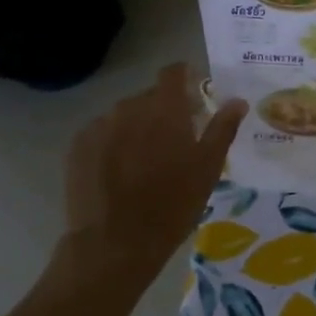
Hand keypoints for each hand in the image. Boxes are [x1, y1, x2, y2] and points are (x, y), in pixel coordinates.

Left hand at [59, 63, 245, 286]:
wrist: (115, 242)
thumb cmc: (173, 204)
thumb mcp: (208, 168)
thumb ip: (223, 129)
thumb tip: (238, 101)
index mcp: (164, 108)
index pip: (173, 73)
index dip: (185, 77)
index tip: (194, 94)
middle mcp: (128, 107)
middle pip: (149, 98)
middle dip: (164, 111)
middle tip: (176, 141)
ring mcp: (99, 126)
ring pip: (124, 117)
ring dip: (137, 129)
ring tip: (146, 162)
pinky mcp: (78, 147)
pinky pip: (102, 135)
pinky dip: (114, 145)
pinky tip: (120, 174)